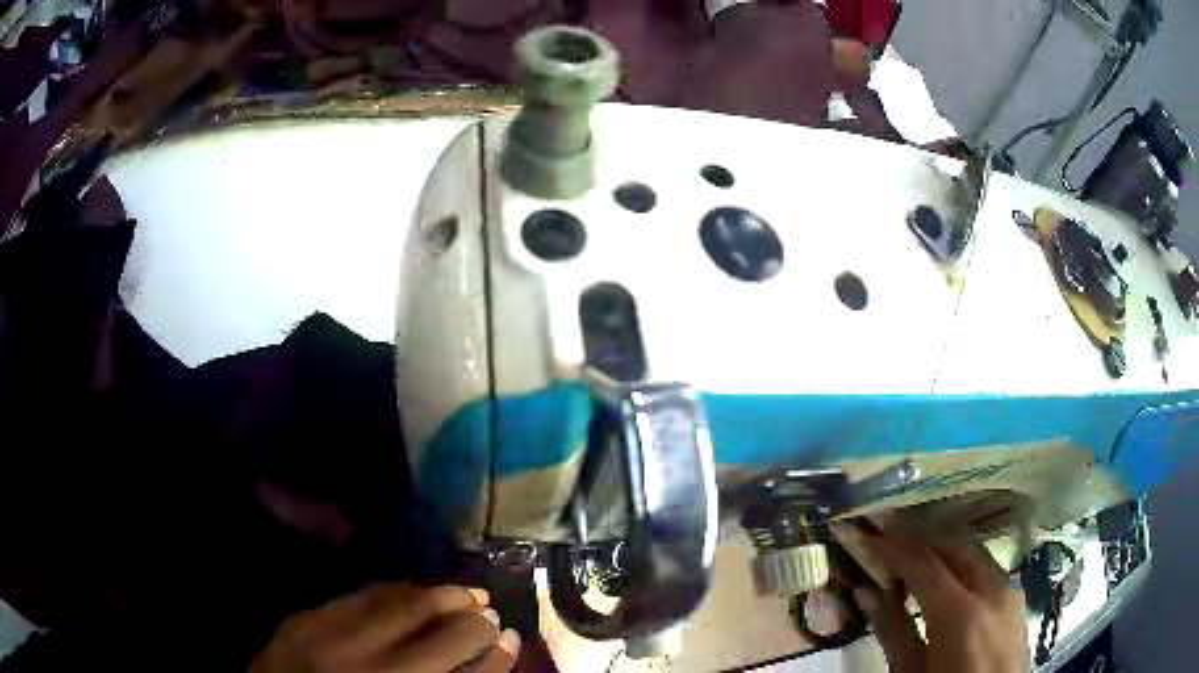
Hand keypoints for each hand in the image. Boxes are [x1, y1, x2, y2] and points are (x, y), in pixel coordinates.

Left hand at [250, 583, 520, 672]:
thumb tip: (487, 658)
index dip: (495, 657)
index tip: (512, 639)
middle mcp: (371, 669)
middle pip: (438, 634)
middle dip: (472, 619)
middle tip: (490, 607)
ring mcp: (332, 639)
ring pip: (398, 604)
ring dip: (436, 594)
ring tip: (461, 591)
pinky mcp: (303, 619)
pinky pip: (358, 595)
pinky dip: (390, 590)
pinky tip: (408, 589)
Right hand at [853, 531, 1028, 672]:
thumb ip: (892, 631)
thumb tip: (866, 592)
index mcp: (960, 613)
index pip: (922, 562)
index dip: (892, 545)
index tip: (866, 534)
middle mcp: (991, 589)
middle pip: (952, 546)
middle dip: (917, 538)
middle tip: (886, 535)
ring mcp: (1009, 590)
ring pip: (972, 552)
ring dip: (940, 548)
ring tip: (911, 555)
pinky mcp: (1016, 598)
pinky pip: (986, 567)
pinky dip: (961, 563)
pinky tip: (945, 577)